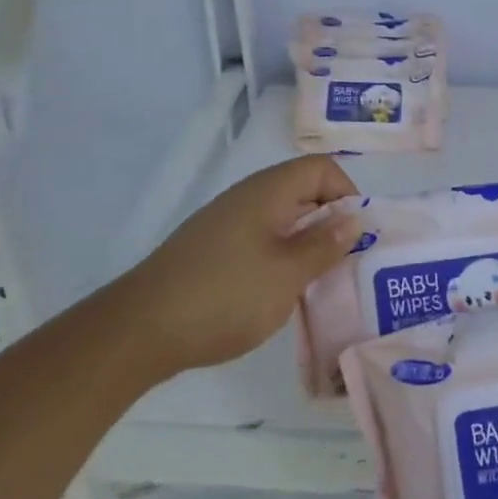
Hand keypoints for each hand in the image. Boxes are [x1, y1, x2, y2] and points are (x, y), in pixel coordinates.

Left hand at [122, 156, 361, 374]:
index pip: (321, 168)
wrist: (140, 330)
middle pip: (303, 191)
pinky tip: (282, 293)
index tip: (357, 234)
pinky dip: (281, 258)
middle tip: (349, 262)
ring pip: (282, 219)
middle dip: (331, 222)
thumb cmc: (225, 296)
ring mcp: (226, 223)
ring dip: (307, 244)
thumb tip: (354, 218)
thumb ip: (325, 244)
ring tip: (321, 282)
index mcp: (268, 192)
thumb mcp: (287, 274)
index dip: (347, 193)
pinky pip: (261, 240)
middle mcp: (248, 197)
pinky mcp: (213, 250)